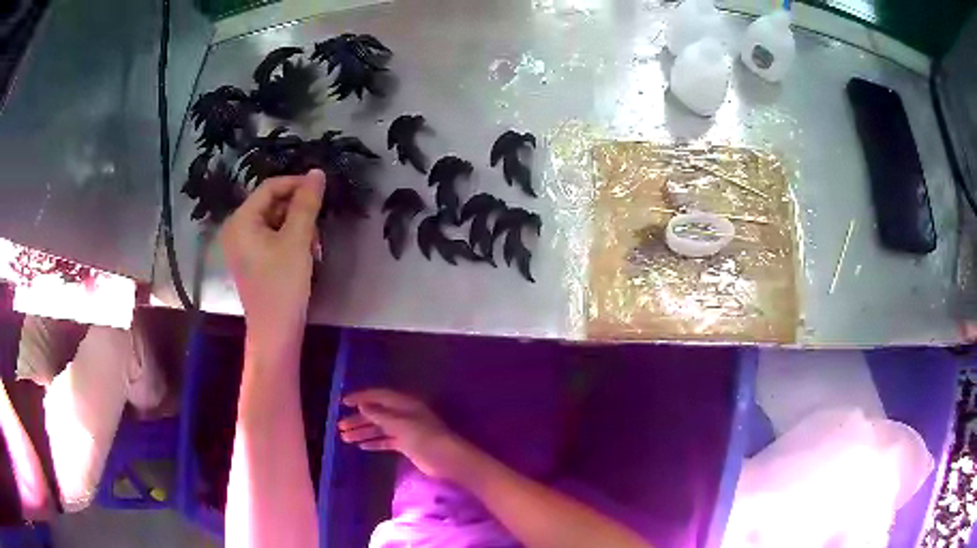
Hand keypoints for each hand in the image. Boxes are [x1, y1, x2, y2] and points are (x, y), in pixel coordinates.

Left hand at [220, 170, 325, 341]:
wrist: (275, 333)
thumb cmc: (283, 284)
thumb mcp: (298, 240)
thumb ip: (307, 203)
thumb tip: (317, 172)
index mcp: (241, 221)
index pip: (270, 187)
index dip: (297, 184)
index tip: (322, 189)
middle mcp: (236, 229)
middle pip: (271, 204)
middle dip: (297, 211)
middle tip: (318, 227)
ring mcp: (241, 246)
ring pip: (274, 221)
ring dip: (297, 227)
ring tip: (313, 246)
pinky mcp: (250, 260)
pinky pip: (270, 237)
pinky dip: (289, 240)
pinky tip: (304, 254)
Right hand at [339, 389, 475, 480]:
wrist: (446, 458)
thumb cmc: (424, 437)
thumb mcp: (400, 423)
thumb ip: (380, 415)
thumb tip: (362, 405)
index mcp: (403, 404)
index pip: (378, 396)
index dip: (360, 397)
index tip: (343, 402)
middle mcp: (403, 414)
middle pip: (376, 413)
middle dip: (358, 419)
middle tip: (340, 426)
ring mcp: (405, 430)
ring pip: (379, 428)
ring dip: (362, 432)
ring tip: (345, 438)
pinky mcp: (407, 445)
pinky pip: (386, 441)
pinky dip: (374, 442)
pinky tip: (361, 446)